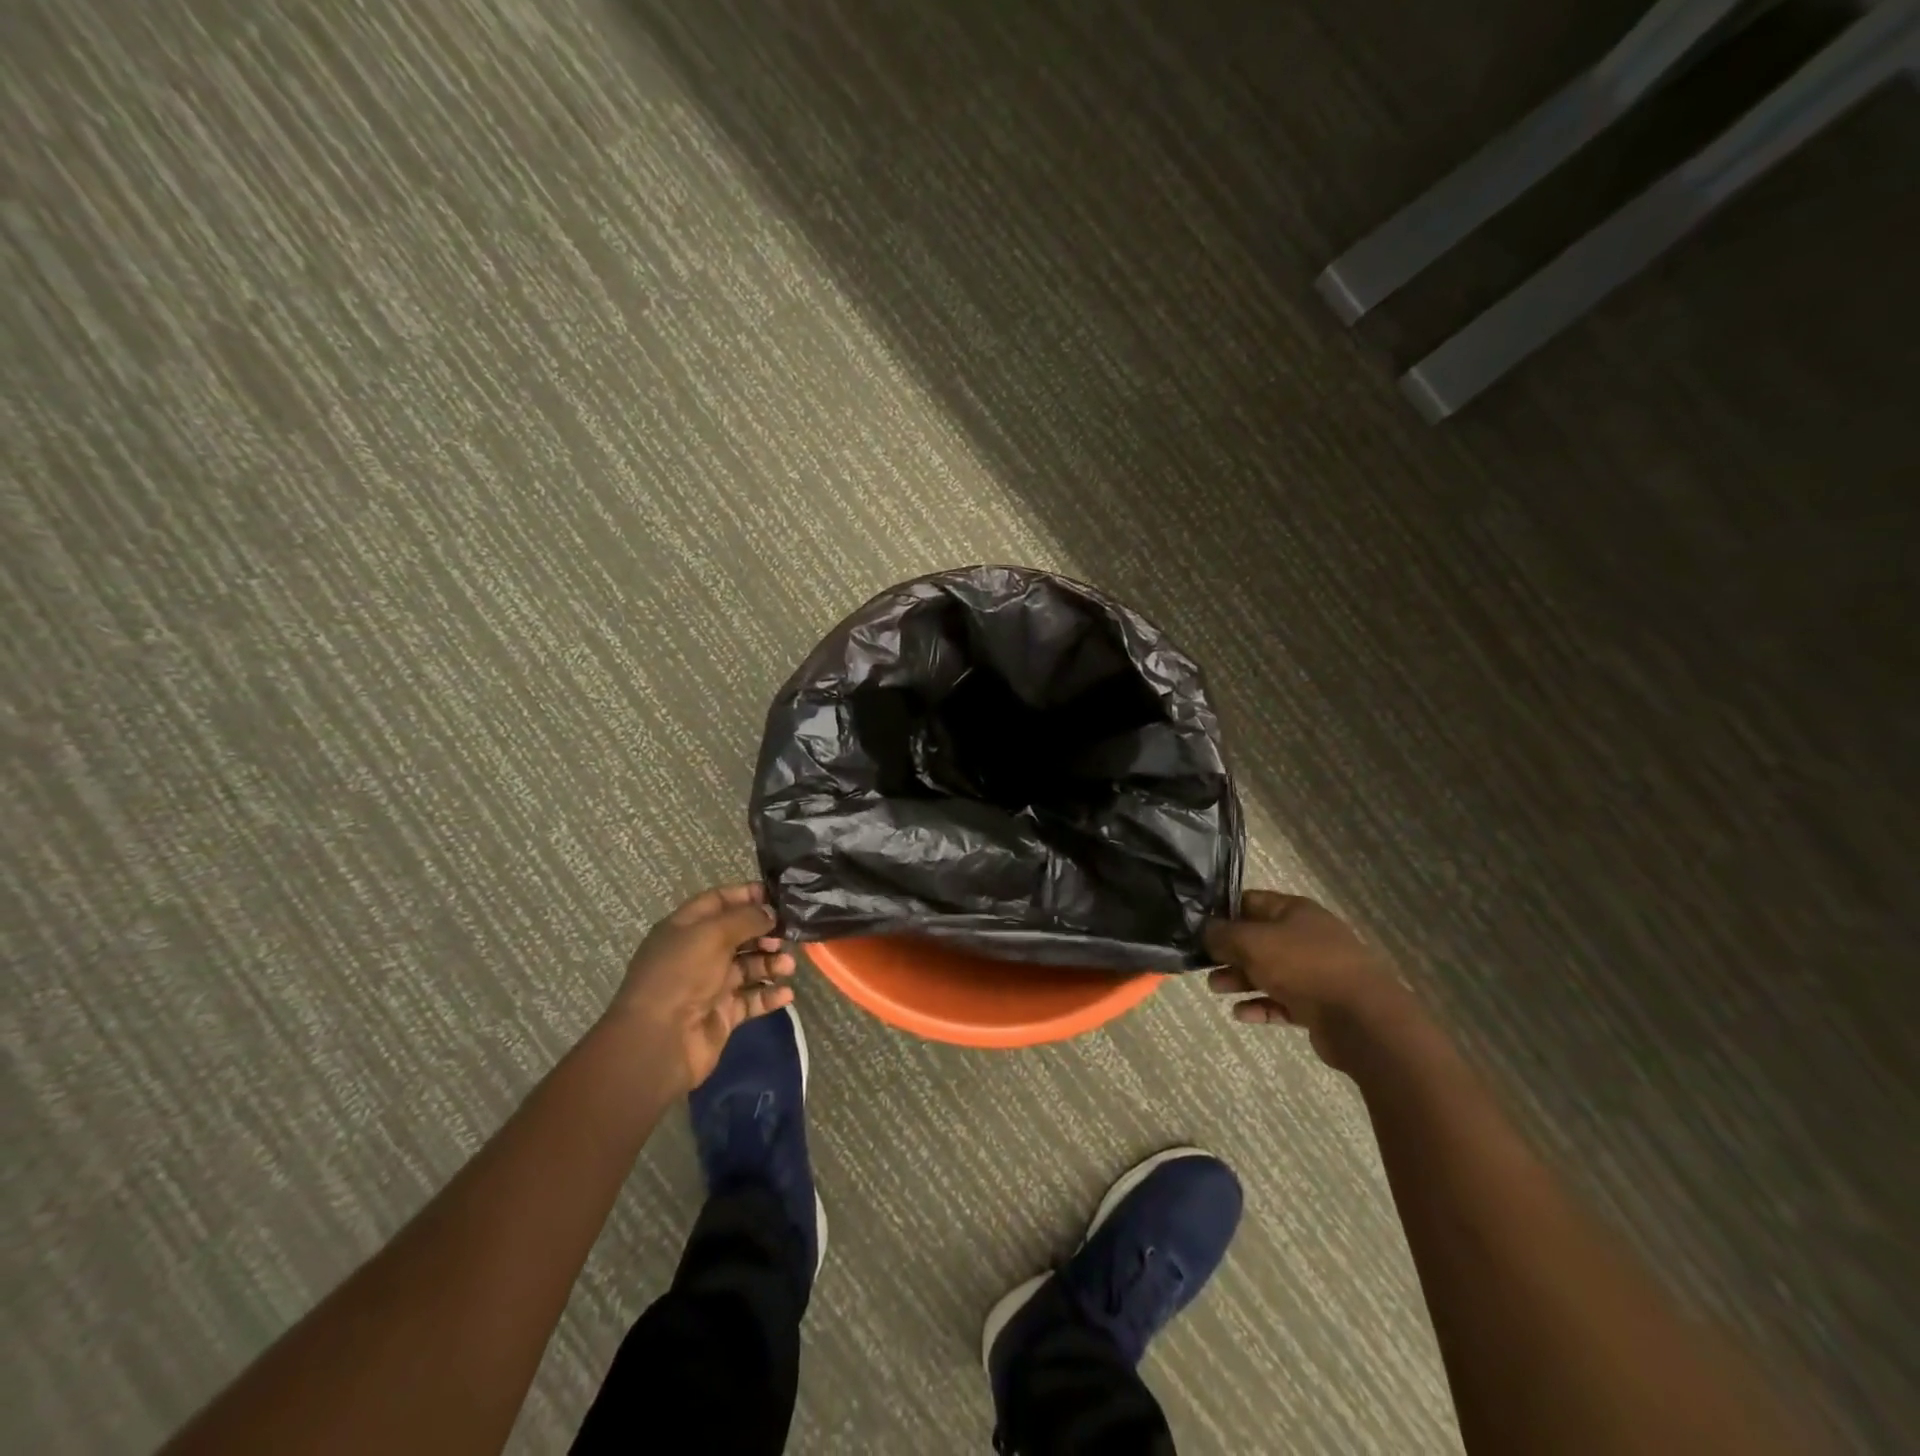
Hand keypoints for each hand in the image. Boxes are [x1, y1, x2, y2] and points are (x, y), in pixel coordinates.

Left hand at [610, 882, 796, 1091]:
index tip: (777, 897)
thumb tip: (770, 912)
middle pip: (738, 934)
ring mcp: (710, 985)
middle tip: (787, 935)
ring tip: (789, 966)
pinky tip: (786, 994)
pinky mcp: (721, 1014)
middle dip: (764, 932)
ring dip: (770, 963)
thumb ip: (746, 918)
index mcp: (685, 928)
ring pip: (748, 966)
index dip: (746, 895)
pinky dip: (769, 995)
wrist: (659, 1041)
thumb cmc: (682, 975)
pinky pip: (751, 999)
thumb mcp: (712, 934)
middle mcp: (697, 953)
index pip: (718, 901)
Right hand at [1203, 890, 1417, 1071]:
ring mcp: (1314, 972)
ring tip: (1216, 989)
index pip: (1251, 902)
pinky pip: (1281, 1002)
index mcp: (1294, 911)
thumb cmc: (1304, 966)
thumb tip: (1205, 930)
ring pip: (1268, 972)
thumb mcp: (1253, 942)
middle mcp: (1305, 937)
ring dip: (1239, 979)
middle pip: (1257, 939)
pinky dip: (1260, 1005)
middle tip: (1202, 962)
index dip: (1223, 911)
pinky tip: (1240, 1014)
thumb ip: (1223, 934)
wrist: (1362, 1019)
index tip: (1198, 926)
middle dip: (1228, 951)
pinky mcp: (1318, 1005)